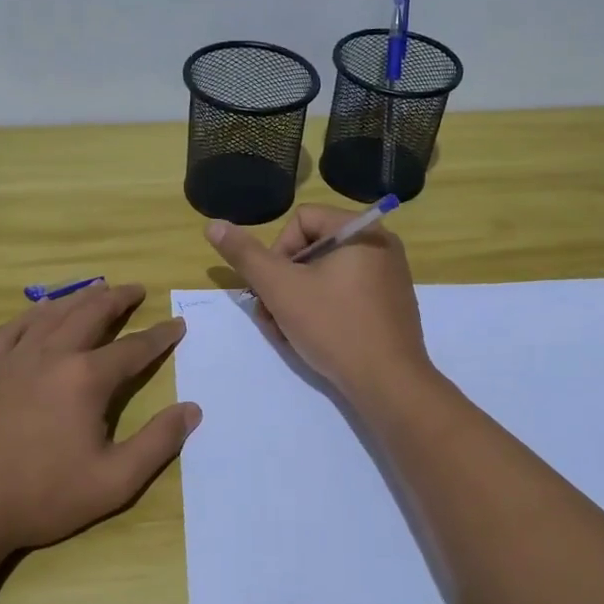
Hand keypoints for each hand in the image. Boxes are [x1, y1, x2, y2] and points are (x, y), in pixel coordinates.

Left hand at [0, 283, 197, 561]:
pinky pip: (13, 328)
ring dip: (80, 298)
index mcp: (86, 379)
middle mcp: (52, 355)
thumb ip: (157, 443)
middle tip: (137, 289)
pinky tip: (40, 312)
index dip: (160, 336)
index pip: (134, 348)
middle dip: (119, 298)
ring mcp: (13, 359)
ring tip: (98, 289)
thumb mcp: (113, 482)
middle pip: (91, 314)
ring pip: (52, 314)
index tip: (178, 324)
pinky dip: (33, 313)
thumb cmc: (40, 497)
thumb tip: (192, 410)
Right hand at [205, 205, 432, 403]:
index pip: (301, 220)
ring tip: (286, 332)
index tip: (272, 288)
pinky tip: (312, 338)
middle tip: (271, 315)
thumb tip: (213, 225)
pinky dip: (323, 310)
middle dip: (284, 282)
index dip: (277, 252)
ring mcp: (389, 277)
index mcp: (362, 230)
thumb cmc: (333, 326)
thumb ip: (245, 255)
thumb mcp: (280, 288)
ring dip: (297, 299)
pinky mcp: (391, 306)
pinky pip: (346, 294)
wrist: (388, 383)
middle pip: (313, 248)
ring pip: (326, 275)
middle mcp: (381, 245)